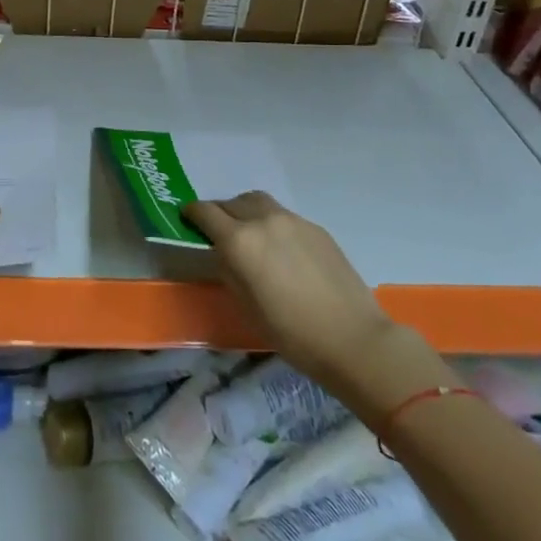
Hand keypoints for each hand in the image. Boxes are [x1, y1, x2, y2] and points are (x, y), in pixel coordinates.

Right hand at [182, 191, 393, 387]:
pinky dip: (272, 224)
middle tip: (219, 233)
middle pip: (231, 203)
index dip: (191, 214)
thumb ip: (228, 268)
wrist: (352, 338)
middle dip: (220, 213)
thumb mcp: (244, 305)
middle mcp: (263, 220)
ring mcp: (292, 220)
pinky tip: (281, 251)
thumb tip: (223, 252)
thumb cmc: (290, 332)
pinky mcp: (315, 228)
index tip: (187, 221)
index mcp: (239, 240)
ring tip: (250, 236)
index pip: (204, 212)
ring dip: (246, 212)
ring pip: (259, 203)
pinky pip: (283, 217)